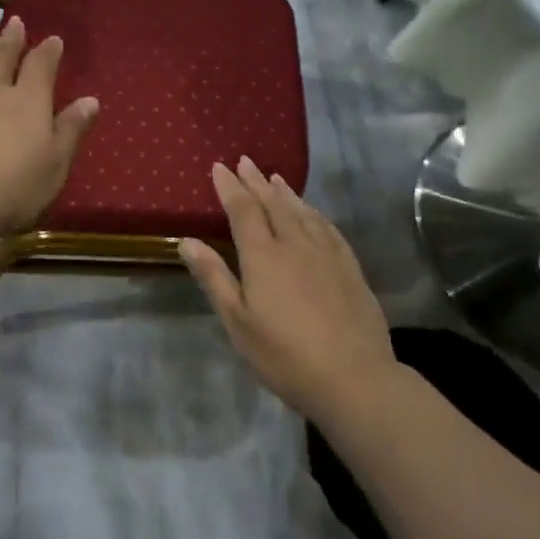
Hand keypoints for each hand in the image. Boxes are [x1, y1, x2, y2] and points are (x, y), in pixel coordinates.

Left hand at [0, 16, 99, 239]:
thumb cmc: (13, 190)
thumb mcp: (55, 165)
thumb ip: (71, 130)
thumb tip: (91, 100)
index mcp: (29, 102)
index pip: (41, 67)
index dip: (48, 52)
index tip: (53, 39)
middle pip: (3, 57)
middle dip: (11, 39)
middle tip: (14, 22)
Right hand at [179, 158, 399, 424]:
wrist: (353, 377)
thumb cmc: (283, 354)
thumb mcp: (237, 321)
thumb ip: (214, 277)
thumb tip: (187, 240)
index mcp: (263, 255)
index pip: (243, 210)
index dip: (230, 187)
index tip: (220, 167)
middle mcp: (295, 244)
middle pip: (273, 204)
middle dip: (257, 182)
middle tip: (246, 161)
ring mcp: (327, 254)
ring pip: (303, 212)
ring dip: (286, 193)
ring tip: (275, 178)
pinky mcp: (350, 267)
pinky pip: (328, 228)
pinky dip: (315, 213)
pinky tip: (313, 213)